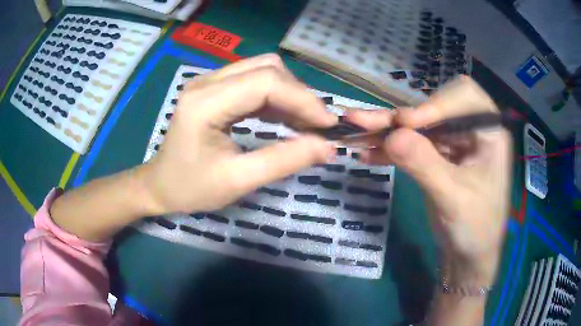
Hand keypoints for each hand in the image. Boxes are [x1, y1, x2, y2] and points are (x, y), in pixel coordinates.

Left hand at [140, 54, 336, 214]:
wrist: (160, 185)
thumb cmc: (190, 188)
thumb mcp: (237, 181)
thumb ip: (284, 161)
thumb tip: (327, 147)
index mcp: (205, 102)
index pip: (266, 82)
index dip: (303, 100)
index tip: (328, 126)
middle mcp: (207, 81)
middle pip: (268, 68)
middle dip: (299, 95)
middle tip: (318, 126)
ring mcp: (210, 81)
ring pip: (264, 70)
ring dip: (290, 94)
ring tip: (307, 124)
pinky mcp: (215, 88)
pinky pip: (254, 81)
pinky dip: (277, 97)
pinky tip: (287, 118)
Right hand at [346, 76, 511, 283]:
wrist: (468, 256)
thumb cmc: (474, 229)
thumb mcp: (453, 199)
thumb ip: (425, 165)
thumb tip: (391, 136)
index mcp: (489, 132)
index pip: (464, 96)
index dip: (435, 104)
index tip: (405, 123)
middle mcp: (471, 130)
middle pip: (434, 108)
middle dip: (399, 117)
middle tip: (362, 121)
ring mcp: (453, 142)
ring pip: (417, 126)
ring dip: (387, 130)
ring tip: (354, 132)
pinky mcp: (437, 157)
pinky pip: (412, 145)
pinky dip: (390, 149)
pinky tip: (367, 154)